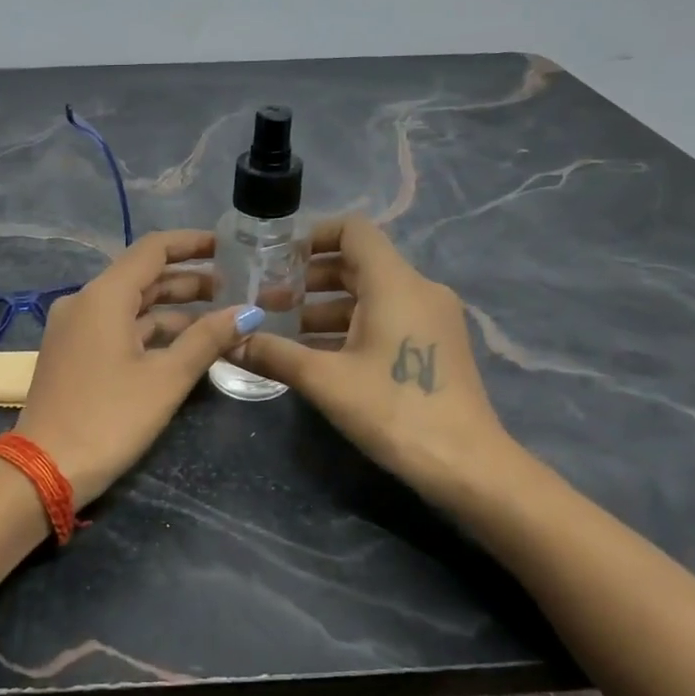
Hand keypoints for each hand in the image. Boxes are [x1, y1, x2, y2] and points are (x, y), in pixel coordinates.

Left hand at [15, 230, 255, 504]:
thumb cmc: (110, 418)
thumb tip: (247, 312)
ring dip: (172, 309)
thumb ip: (207, 339)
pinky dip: (150, 331)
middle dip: (188, 280)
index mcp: (103, 296)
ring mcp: (75, 329)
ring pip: (131, 305)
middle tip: (234, 288)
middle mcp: (84, 302)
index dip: (192, 244)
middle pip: (142, 276)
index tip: (228, 247)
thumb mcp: (166, 378)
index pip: (152, 249)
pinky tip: (183, 344)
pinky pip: (117, 328)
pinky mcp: (73, 354)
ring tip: (218, 317)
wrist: (46, 469)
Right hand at [229, 216, 520, 493]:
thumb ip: (274, 354)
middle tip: (267, 298)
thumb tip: (228, 342)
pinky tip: (316, 352)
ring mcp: (431, 318)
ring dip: (326, 305)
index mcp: (395, 283)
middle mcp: (418, 289)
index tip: (276, 257)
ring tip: (282, 327)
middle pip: (358, 263)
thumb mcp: (325, 381)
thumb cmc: (394, 410)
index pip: (353, 230)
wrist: (466, 465)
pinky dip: (350, 325)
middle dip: (309, 277)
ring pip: (370, 295)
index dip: (313, 234)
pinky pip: (386, 317)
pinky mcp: (434, 344)